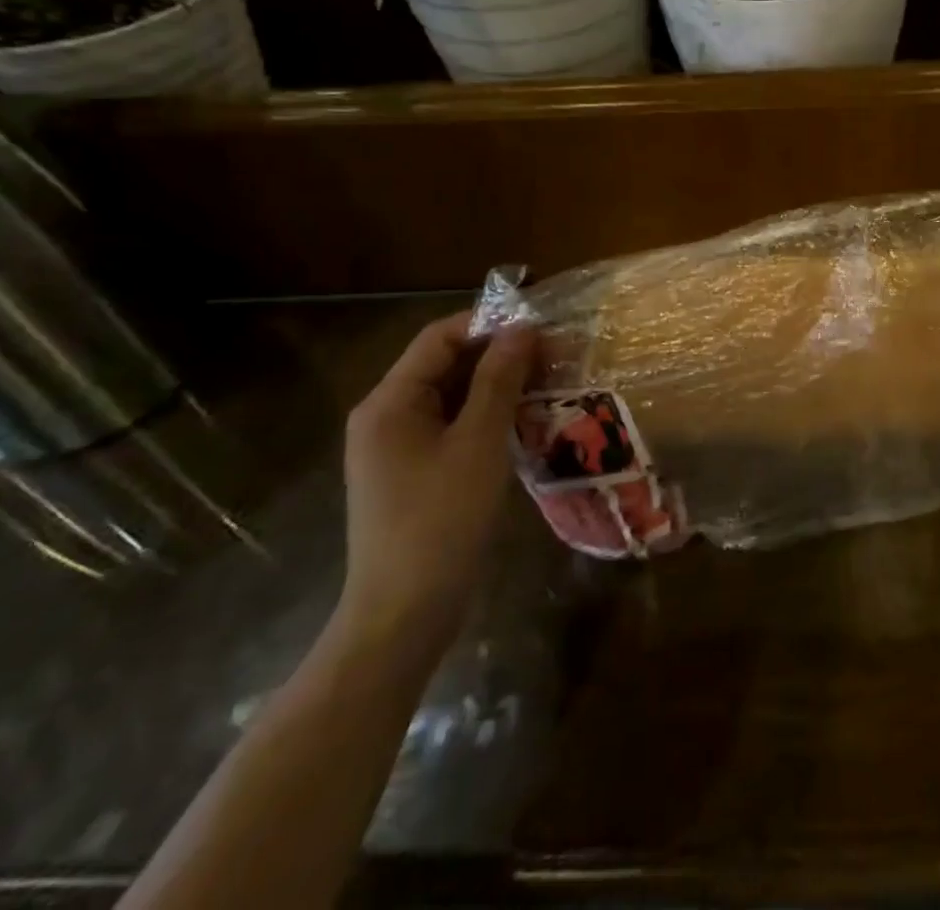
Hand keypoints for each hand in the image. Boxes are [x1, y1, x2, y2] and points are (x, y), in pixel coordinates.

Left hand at [336, 313, 536, 665]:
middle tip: (553, 354)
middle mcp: (386, 417)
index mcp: (389, 403)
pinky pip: (453, 427)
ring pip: (453, 397)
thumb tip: (523, 328)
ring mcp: (398, 448)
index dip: (488, 323)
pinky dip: (487, 417)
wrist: (404, 616)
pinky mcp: (414, 474)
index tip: (540, 326)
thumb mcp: (478, 442)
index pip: (439, 338)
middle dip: (498, 355)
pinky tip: (526, 421)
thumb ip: (499, 380)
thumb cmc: (441, 521)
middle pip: (444, 365)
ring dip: (497, 386)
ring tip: (548, 382)